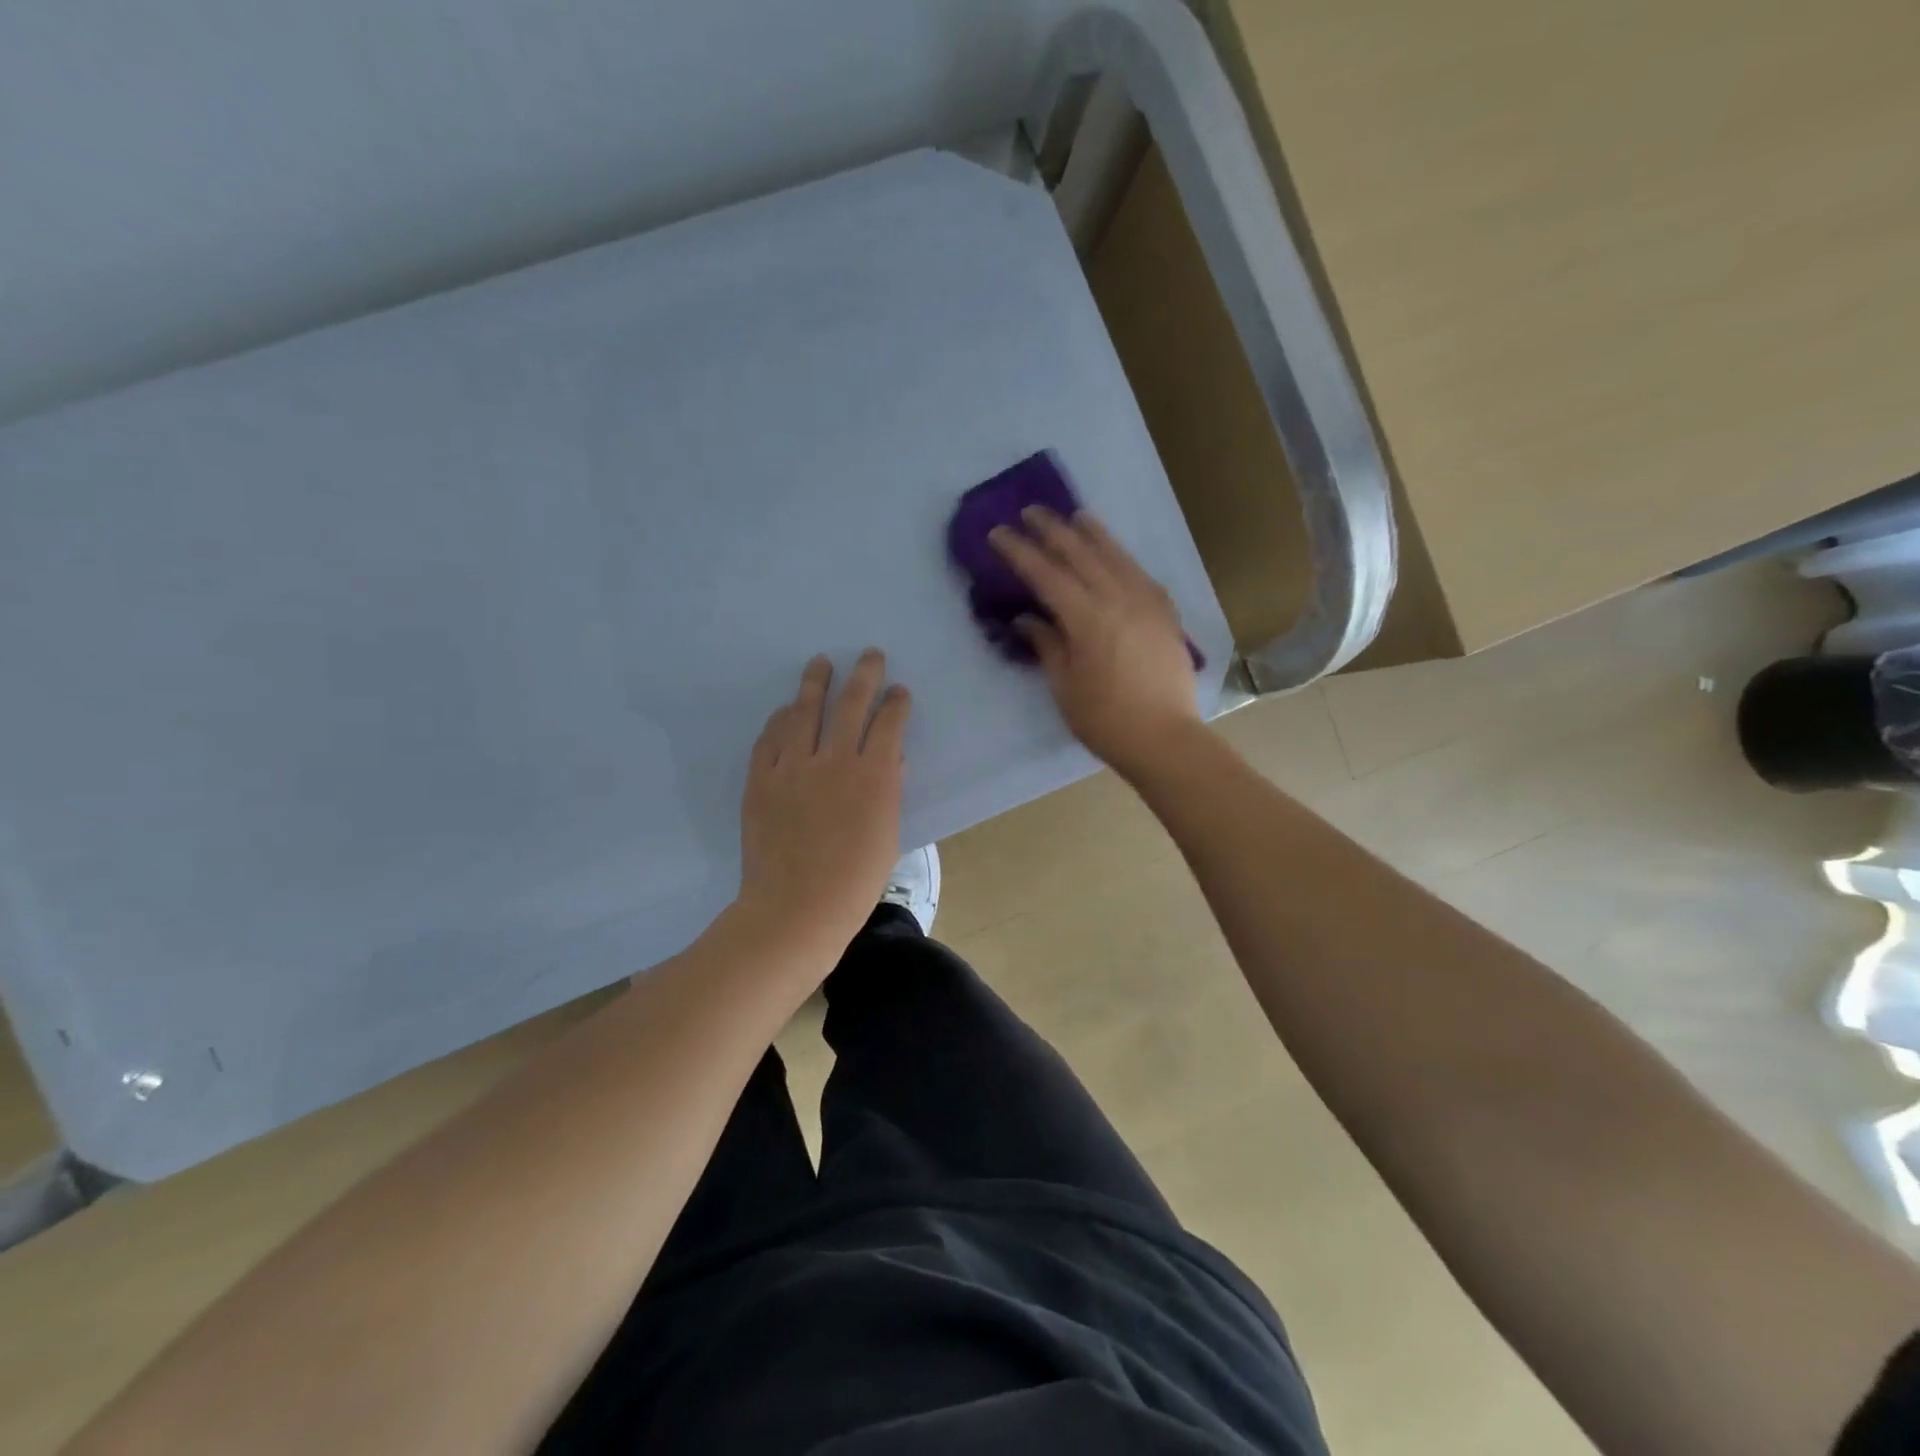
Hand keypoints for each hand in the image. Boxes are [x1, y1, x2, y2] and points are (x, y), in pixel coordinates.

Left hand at [737, 649, 911, 952]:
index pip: (889, 724)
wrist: (795, 909)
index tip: (899, 691)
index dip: (896, 703)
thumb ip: (889, 791)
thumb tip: (892, 761)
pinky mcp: (761, 780)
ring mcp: (793, 767)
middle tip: (869, 655)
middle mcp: (834, 760)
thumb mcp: (887, 835)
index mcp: (873, 776)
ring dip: (815, 683)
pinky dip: (780, 720)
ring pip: (804, 711)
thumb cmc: (854, 882)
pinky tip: (785, 710)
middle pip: (850, 704)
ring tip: (820, 663)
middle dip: (864, 675)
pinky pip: (770, 739)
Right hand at [990, 507, 1202, 778]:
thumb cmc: (1106, 720)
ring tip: (1075, 517)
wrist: (1166, 739)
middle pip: (1081, 554)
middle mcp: (1119, 598)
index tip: (999, 533)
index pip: (1046, 574)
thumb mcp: (1065, 686)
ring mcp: (1147, 603)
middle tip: (1031, 512)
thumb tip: (1027, 618)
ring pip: (1116, 556)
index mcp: (1088, 617)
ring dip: (1092, 534)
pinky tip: (1114, 554)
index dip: (1020, 552)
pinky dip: (1121, 557)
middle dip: (1053, 531)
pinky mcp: (1165, 614)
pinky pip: (1140, 573)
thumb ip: (1047, 644)